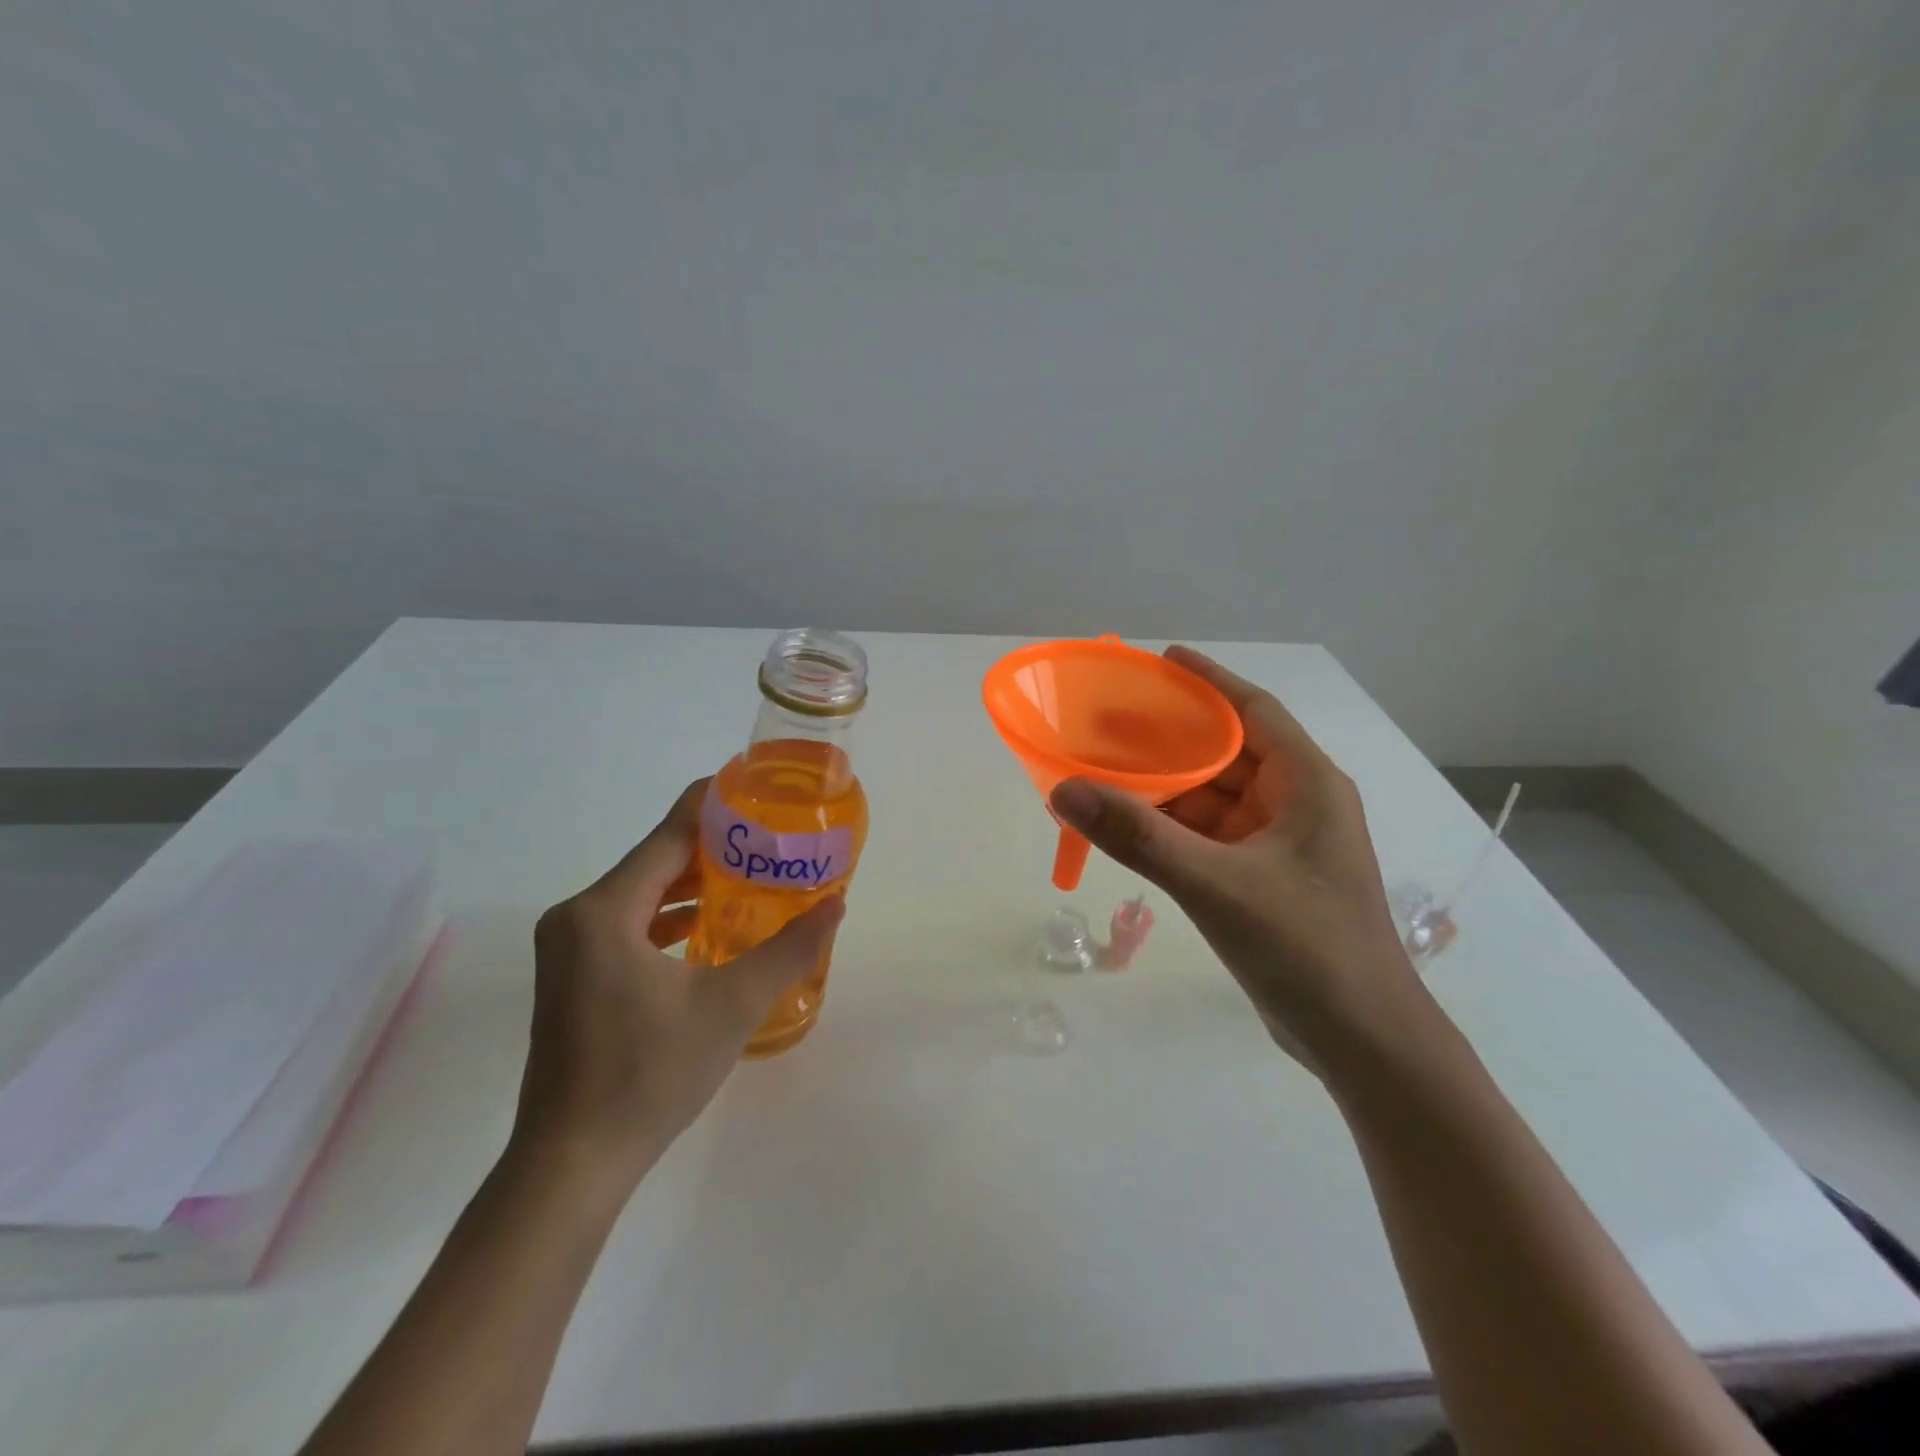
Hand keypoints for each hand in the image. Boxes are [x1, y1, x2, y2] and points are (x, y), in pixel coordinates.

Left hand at [514, 779, 843, 1194]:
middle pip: (655, 860)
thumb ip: (789, 949)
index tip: (755, 786)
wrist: (573, 1163)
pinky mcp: (575, 976)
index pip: (668, 835)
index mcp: (604, 911)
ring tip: (752, 872)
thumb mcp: (732, 1005)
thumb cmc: (650, 1074)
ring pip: (643, 894)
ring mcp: (571, 949)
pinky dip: (671, 916)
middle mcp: (578, 917)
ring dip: (694, 882)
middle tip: (770, 835)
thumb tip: (837, 905)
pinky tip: (711, 924)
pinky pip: (630, 924)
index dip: (713, 805)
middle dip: (713, 845)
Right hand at [1049, 646, 1420, 1061]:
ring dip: (1168, 786)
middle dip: (1173, 736)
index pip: (1254, 711)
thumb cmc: (1306, 948)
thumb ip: (1138, 837)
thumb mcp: (1216, 885)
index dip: (1208, 682)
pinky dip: (1173, 827)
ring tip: (1108, 771)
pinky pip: (1211, 835)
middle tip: (1112, 722)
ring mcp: (1282, 845)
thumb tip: (1064, 789)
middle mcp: (1298, 804)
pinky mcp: (1265, 880)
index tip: (1160, 662)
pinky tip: (1131, 826)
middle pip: (1228, 752)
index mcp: (1306, 784)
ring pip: (1216, 797)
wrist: (1363, 1043)